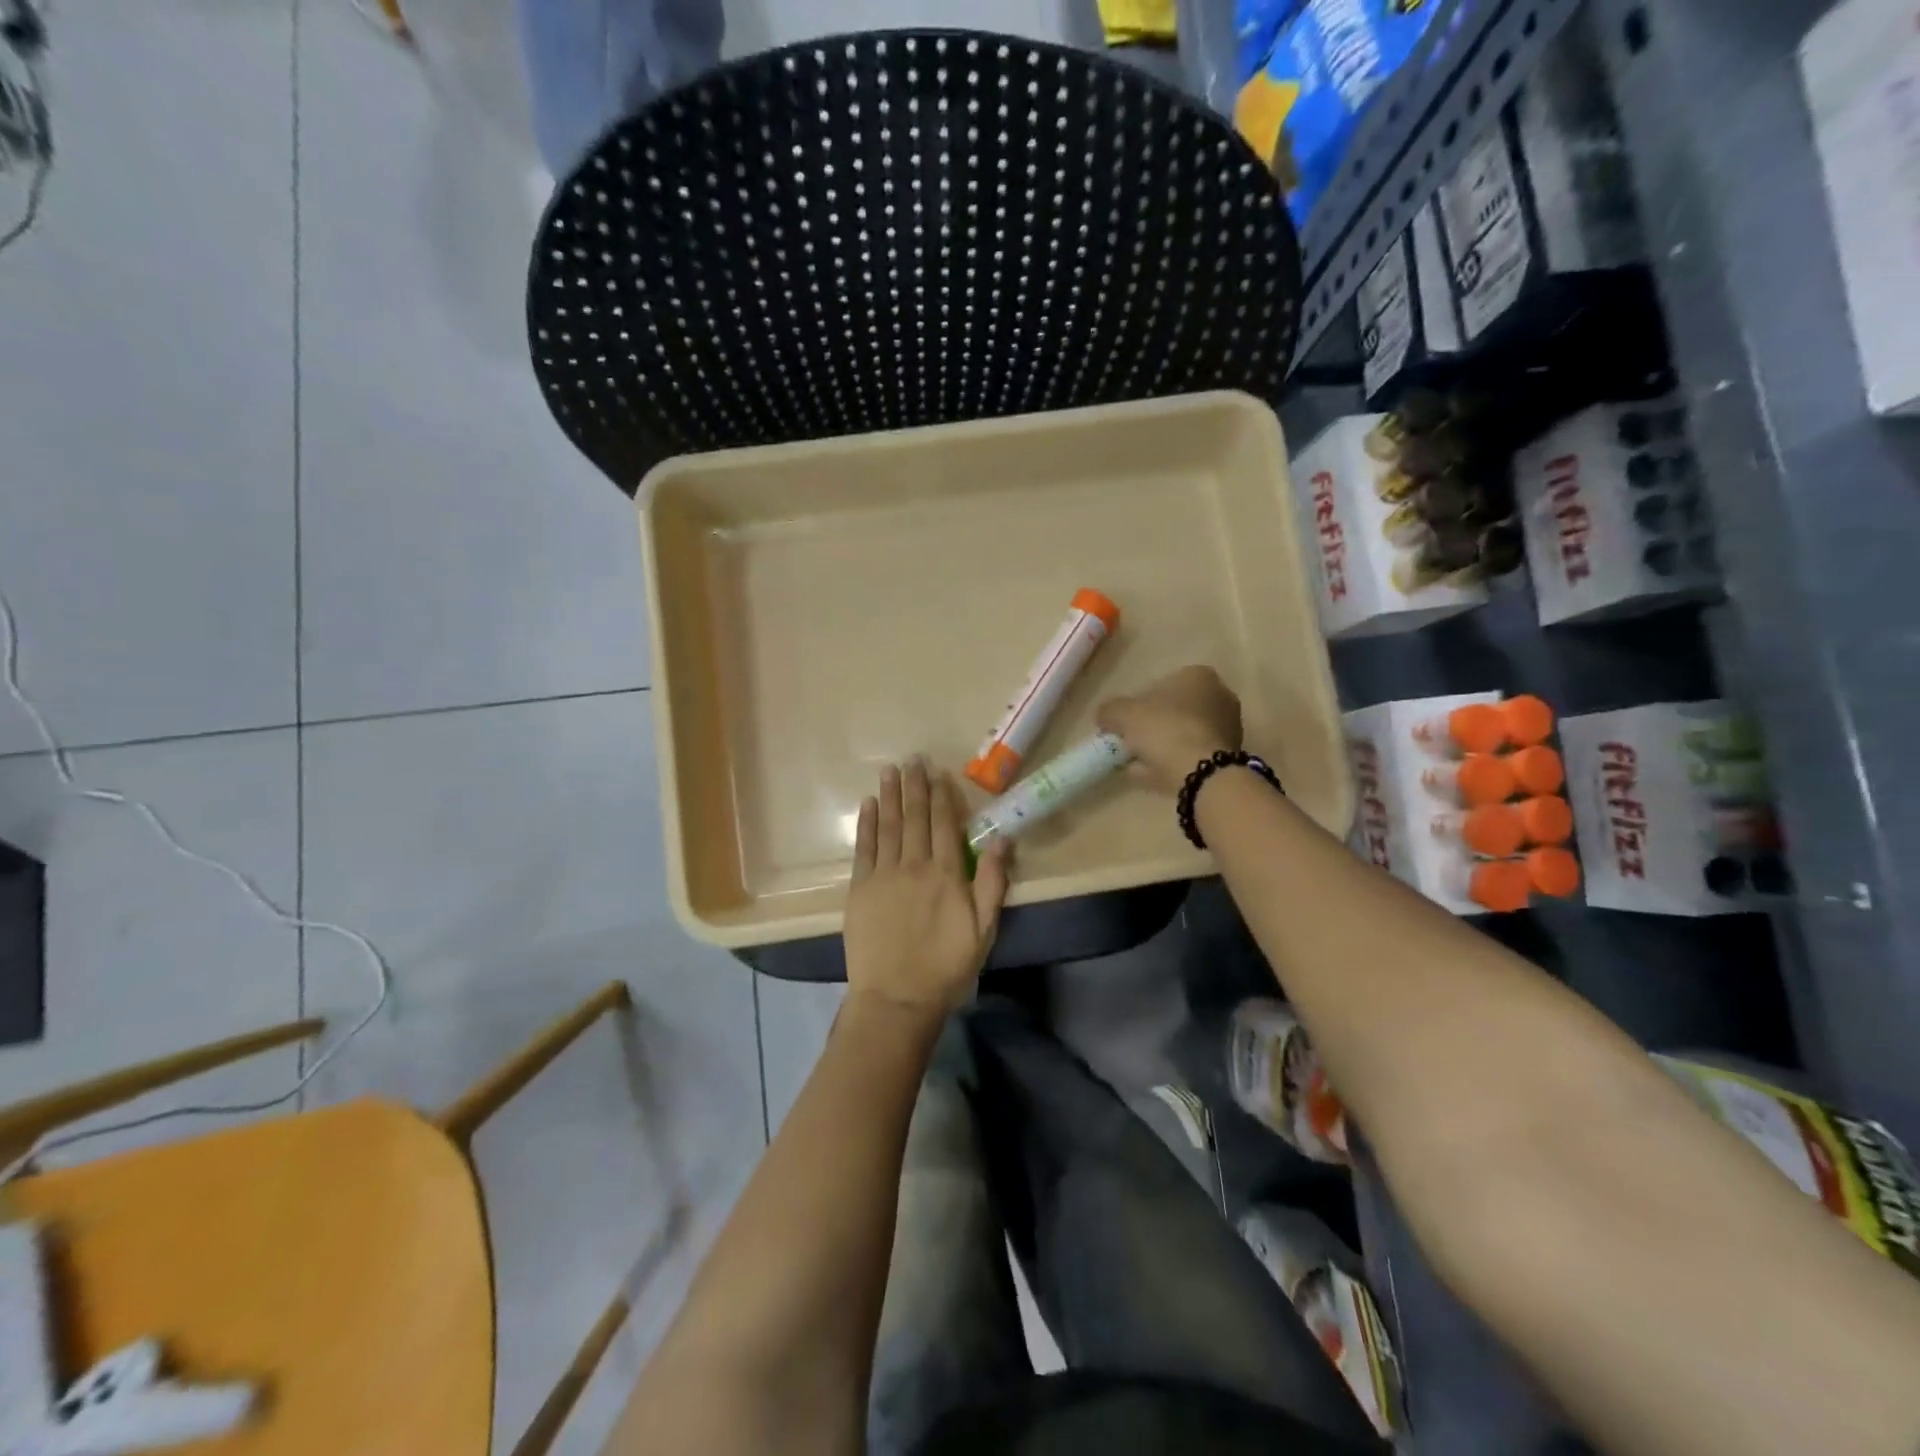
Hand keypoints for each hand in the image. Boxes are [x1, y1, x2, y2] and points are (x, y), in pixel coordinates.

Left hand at [843, 758, 1010, 1019]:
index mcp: (947, 874)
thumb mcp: (983, 929)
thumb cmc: (946, 966)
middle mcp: (914, 865)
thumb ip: (993, 882)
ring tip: (890, 770)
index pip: (945, 824)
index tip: (939, 772)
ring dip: (890, 795)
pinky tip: (869, 804)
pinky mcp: (860, 888)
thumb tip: (1002, 837)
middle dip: (915, 786)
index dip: (943, 796)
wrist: (897, 997)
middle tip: (912, 759)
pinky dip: (867, 823)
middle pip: (916, 817)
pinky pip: (864, 847)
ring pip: (889, 825)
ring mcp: (884, 875)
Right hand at [1096, 665, 1243, 793]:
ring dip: (1162, 748)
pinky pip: (1192, 755)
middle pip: (1174, 711)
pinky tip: (1155, 776)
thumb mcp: (1124, 715)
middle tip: (1129, 744)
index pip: (1161, 685)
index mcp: (1198, 675)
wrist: (1203, 773)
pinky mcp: (1230, 755)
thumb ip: (1109, 710)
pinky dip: (1174, 763)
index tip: (1122, 724)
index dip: (1137, 704)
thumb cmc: (1165, 731)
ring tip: (1137, 765)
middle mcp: (1220, 696)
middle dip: (1152, 727)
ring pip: (1183, 735)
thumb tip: (1104, 716)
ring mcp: (1229, 727)